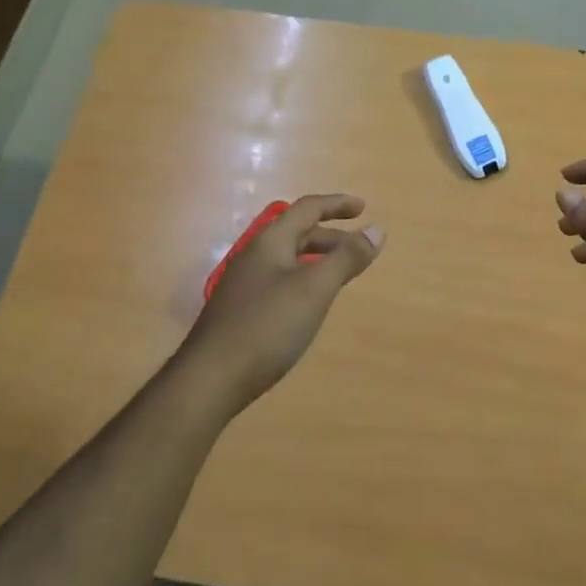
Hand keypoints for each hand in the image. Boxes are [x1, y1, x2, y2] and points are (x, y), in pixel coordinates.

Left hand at [183, 194, 383, 410]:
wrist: (209, 381)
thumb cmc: (267, 326)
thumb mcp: (315, 289)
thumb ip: (347, 258)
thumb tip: (377, 230)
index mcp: (270, 242)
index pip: (307, 209)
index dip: (337, 204)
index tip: (363, 208)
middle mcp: (255, 257)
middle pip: (297, 233)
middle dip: (331, 235)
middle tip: (359, 248)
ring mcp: (245, 285)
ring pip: (289, 259)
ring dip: (318, 259)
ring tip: (341, 274)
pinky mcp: (242, 312)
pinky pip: (281, 281)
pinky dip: (304, 280)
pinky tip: (311, 304)